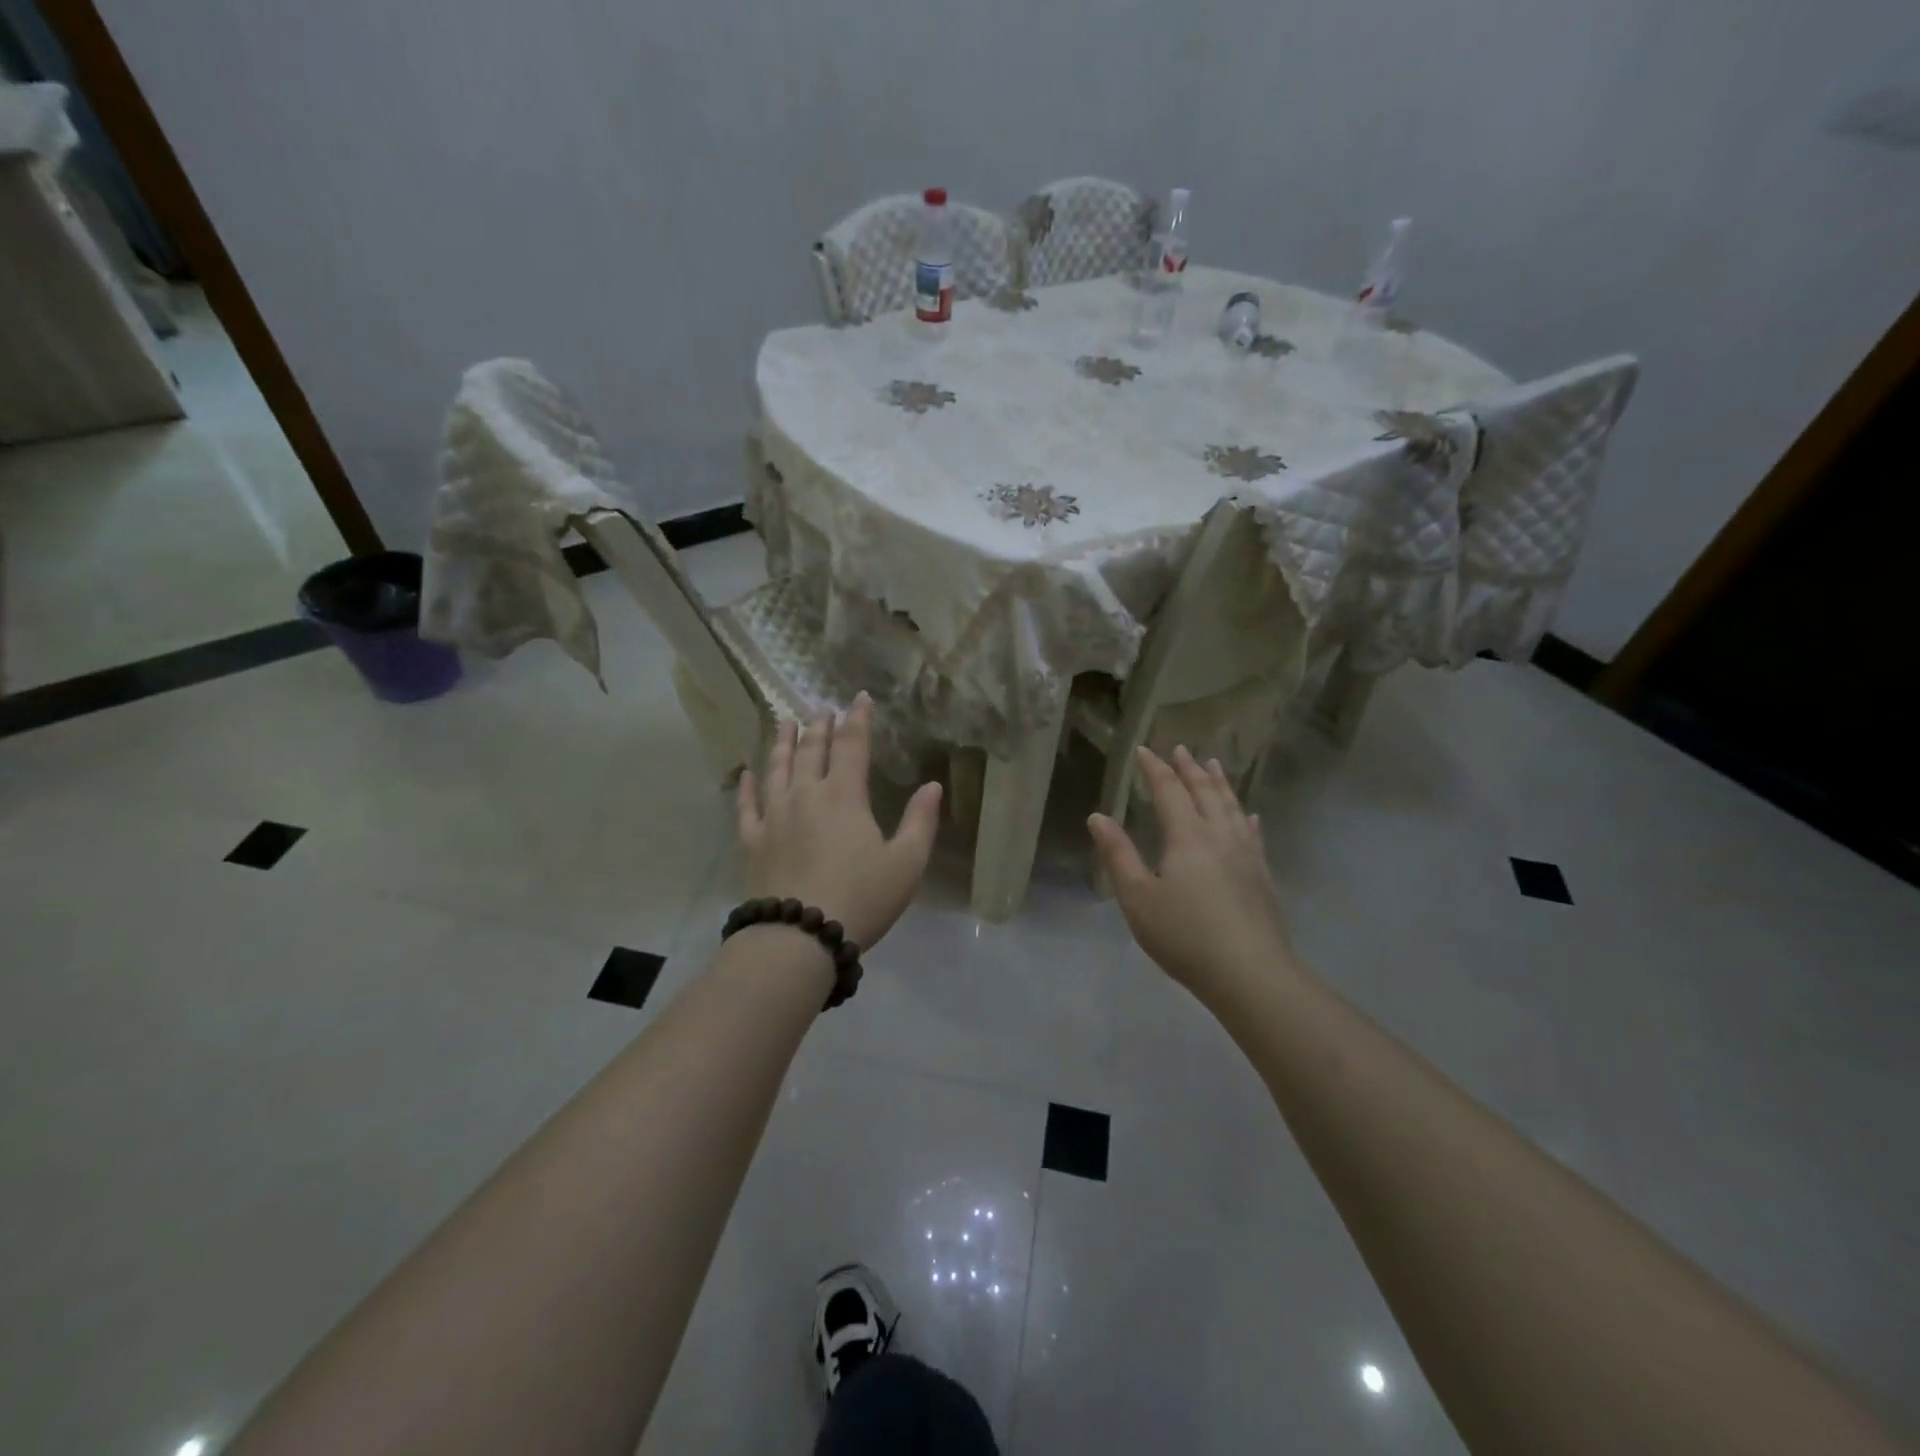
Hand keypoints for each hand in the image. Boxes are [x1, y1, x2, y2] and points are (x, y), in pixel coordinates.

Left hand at [736, 695, 942, 950]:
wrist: (800, 937)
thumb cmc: (861, 898)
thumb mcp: (907, 864)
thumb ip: (921, 822)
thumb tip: (933, 786)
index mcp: (844, 796)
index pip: (852, 746)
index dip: (858, 720)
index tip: (860, 698)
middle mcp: (806, 795)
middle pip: (811, 750)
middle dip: (820, 726)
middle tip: (823, 709)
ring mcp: (774, 816)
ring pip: (777, 768)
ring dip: (782, 742)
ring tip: (785, 721)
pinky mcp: (753, 841)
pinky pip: (746, 806)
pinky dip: (746, 786)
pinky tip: (746, 772)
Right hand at [1088, 745, 1295, 1003]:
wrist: (1250, 973)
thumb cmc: (1185, 936)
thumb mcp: (1138, 898)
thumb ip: (1118, 855)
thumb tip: (1098, 817)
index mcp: (1187, 837)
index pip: (1169, 791)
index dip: (1155, 769)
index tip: (1143, 750)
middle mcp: (1219, 836)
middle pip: (1205, 792)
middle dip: (1189, 769)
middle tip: (1180, 749)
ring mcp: (1246, 854)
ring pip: (1232, 807)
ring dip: (1219, 783)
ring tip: (1213, 765)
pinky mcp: (1262, 875)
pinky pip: (1253, 834)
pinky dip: (1246, 817)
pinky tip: (1249, 815)